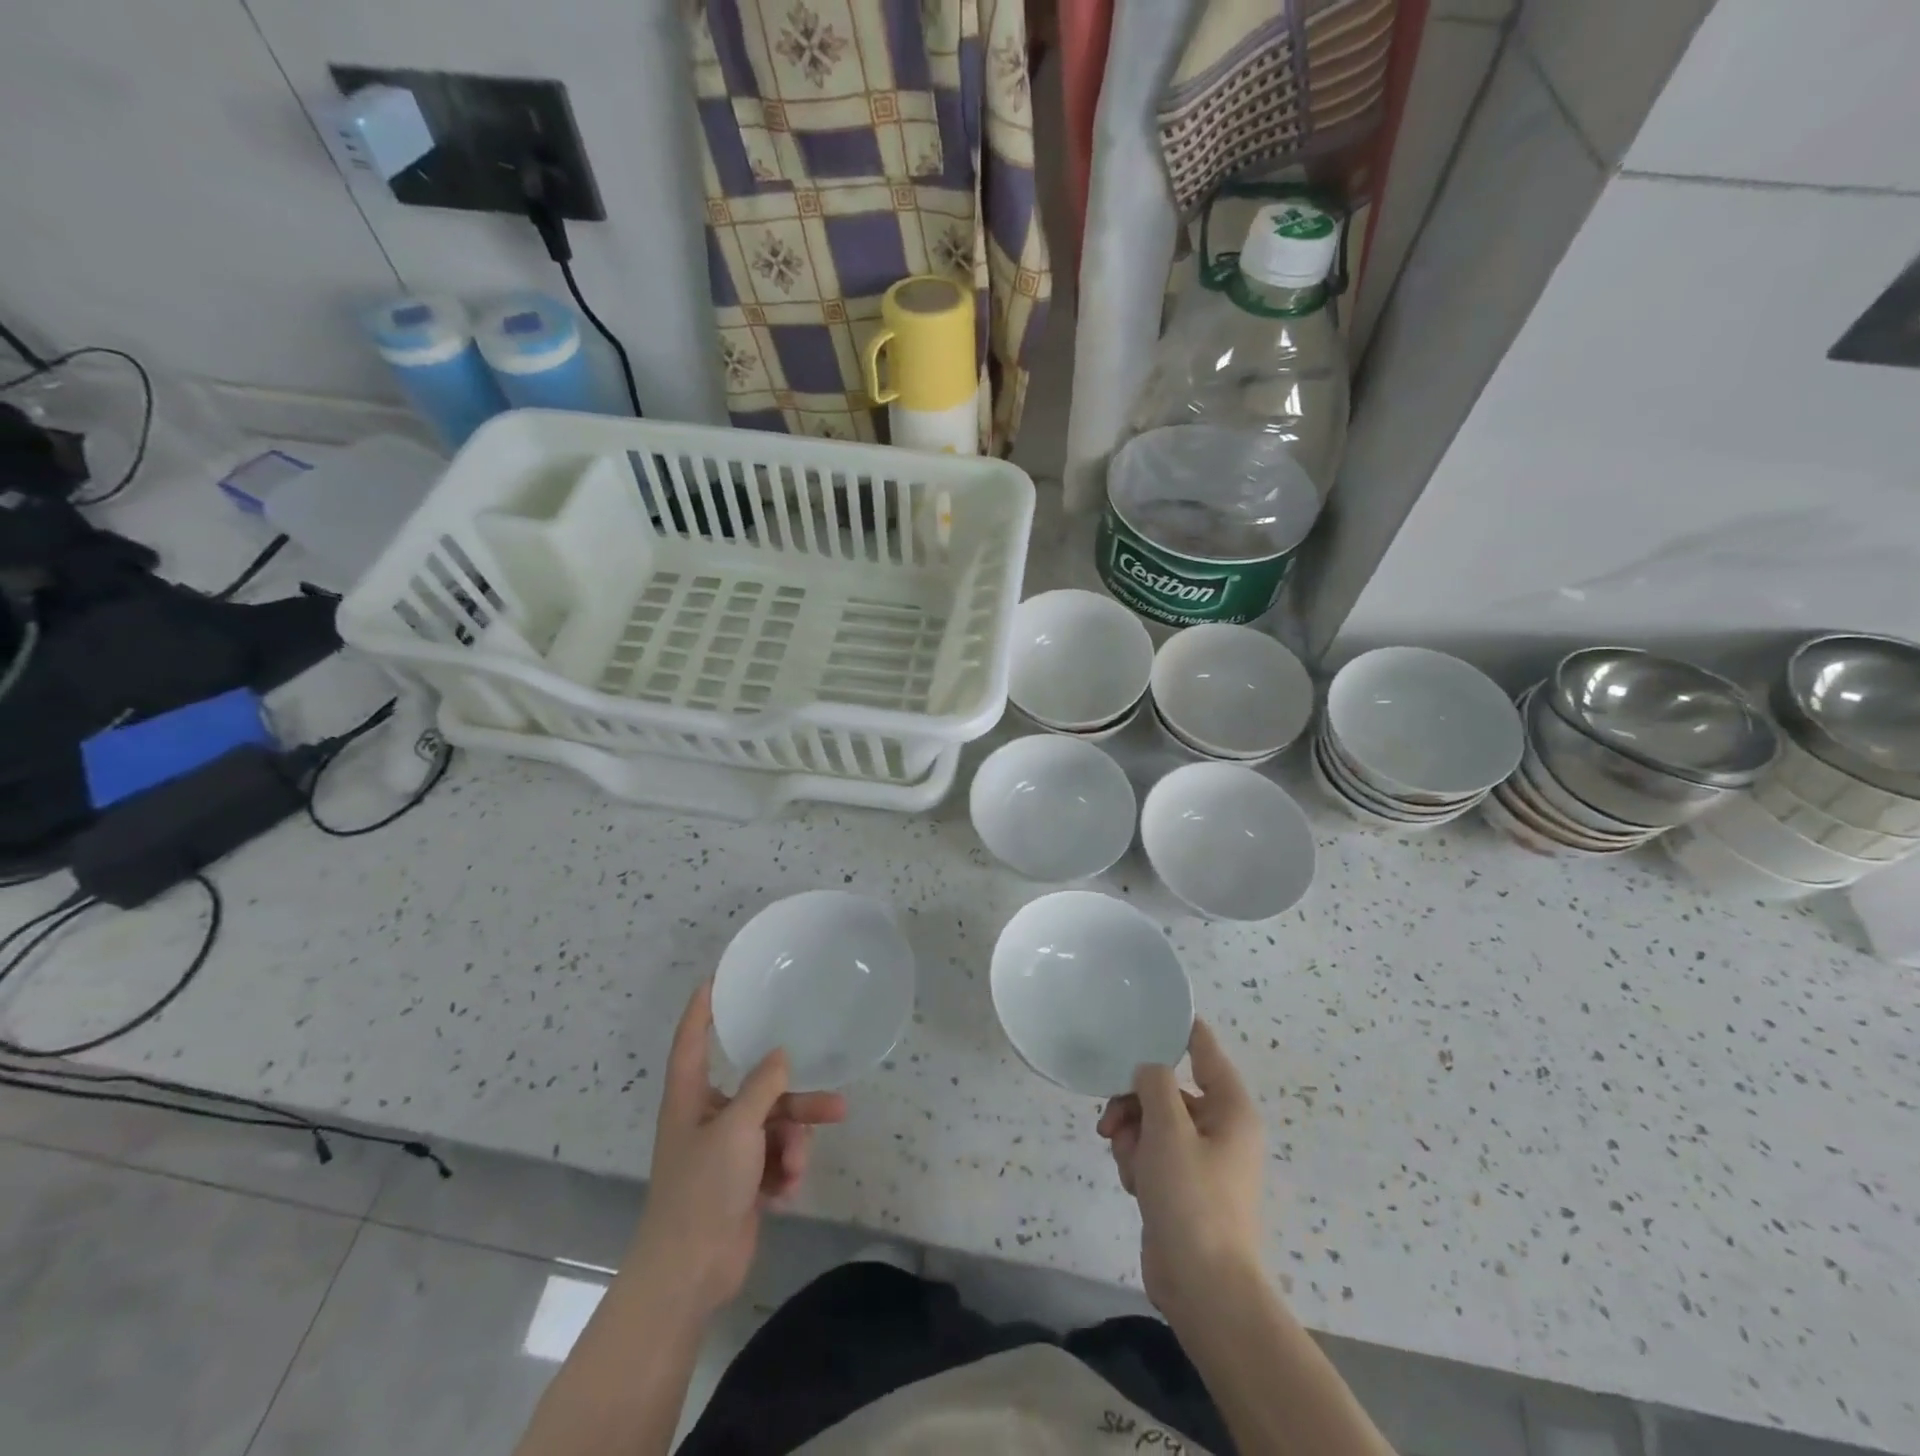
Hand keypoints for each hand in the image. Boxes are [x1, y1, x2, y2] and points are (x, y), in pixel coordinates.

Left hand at [630, 982, 847, 1315]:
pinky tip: (785, 1192)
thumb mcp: (737, 1129)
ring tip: (799, 1165)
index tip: (717, 978)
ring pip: (775, 1128)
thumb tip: (780, 1055)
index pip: (693, 1039)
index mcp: (690, 1097)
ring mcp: (726, 1152)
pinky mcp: (742, 1182)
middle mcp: (707, 1118)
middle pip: (758, 1091)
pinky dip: (785, 1172)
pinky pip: (775, 1160)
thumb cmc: (703, 1189)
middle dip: (795, 1101)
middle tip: (834, 1102)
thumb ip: (763, 1086)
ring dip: (794, 1144)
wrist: (689, 1273)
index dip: (703, 1008)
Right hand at [1097, 1019, 1266, 1317]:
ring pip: (1153, 1121)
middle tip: (1110, 1118)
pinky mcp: (1182, 1186)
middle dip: (1134, 1101)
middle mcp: (1219, 1128)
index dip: (1180, 1027)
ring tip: (1123, 1159)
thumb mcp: (1169, 1130)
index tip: (1149, 1009)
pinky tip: (1133, 1183)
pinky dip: (1136, 1160)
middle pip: (1167, 1088)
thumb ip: (1155, 1084)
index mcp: (1230, 1109)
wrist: (1204, 1288)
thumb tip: (1148, 1069)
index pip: (1205, 1049)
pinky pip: (1151, 1152)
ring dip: (1130, 1134)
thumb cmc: (1193, 1199)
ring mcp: (1200, 1159)